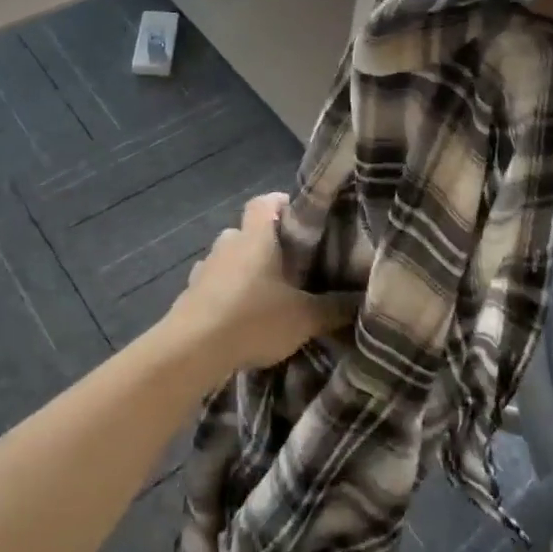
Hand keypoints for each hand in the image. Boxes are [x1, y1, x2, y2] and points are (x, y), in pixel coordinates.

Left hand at [160, 194, 352, 375]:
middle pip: (246, 231)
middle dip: (265, 243)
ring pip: (227, 258)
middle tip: (289, 264)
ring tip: (263, 292)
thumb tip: (364, 298)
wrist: (192, 350)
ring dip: (242, 269)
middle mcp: (228, 244)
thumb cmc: (253, 319)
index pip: (265, 202)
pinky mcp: (189, 295)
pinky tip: (237, 314)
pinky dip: (224, 293)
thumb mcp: (304, 317)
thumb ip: (335, 308)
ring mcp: (204, 269)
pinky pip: (211, 285)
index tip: (300, 220)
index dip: (281, 204)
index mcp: (256, 237)